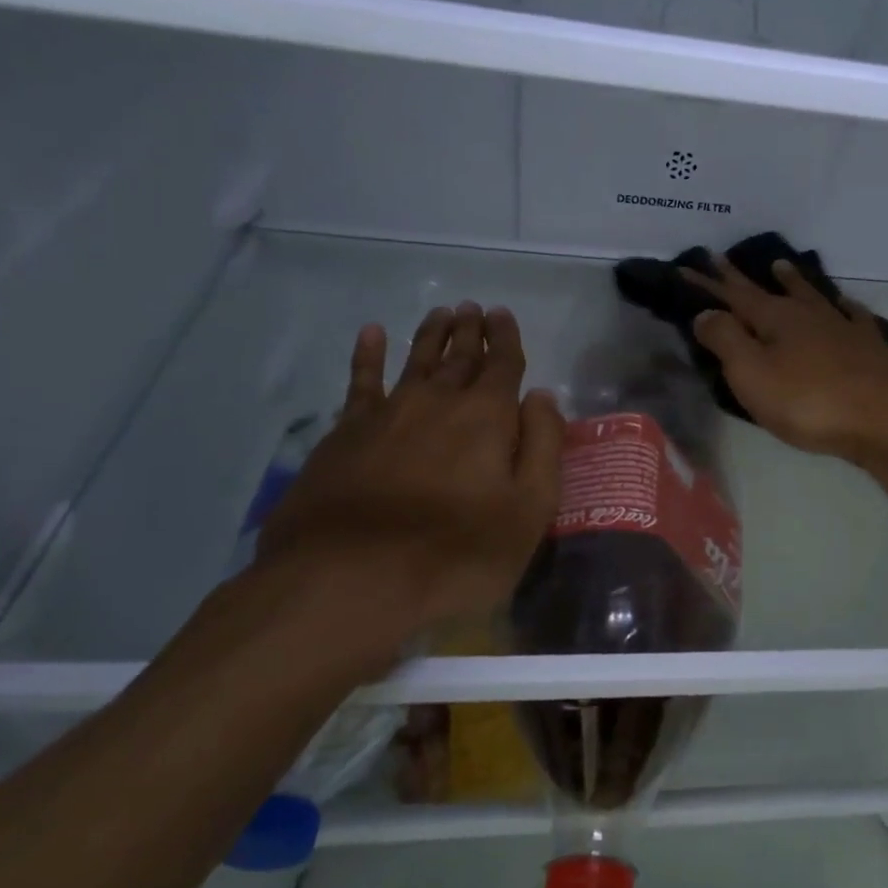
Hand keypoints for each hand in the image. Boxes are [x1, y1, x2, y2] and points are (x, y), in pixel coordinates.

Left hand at [253, 303, 563, 673]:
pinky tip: (371, 334)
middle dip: (470, 331)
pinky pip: (360, 382)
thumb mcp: (528, 511)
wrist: (350, 579)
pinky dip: (367, 355)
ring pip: (415, 361)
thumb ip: (541, 447)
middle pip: (459, 356)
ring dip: (431, 335)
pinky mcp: (344, 435)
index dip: (506, 339)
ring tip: (441, 312)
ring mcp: (386, 414)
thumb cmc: (457, 553)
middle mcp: (437, 402)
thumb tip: (542, 396)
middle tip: (474, 307)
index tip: (504, 315)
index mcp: (486, 417)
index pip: (502, 365)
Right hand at [688, 256, 887, 497]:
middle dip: (742, 277)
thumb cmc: (808, 401)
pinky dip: (844, 308)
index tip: (686, 266)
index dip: (708, 284)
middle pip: (769, 291)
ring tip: (781, 266)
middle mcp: (808, 314)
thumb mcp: (752, 374)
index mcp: (774, 319)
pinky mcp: (871, 347)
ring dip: (793, 281)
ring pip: (812, 296)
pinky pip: (854, 317)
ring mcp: (843, 327)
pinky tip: (845, 306)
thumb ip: (725, 340)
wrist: (884, 418)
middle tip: (723, 257)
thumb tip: (705, 313)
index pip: (732, 296)